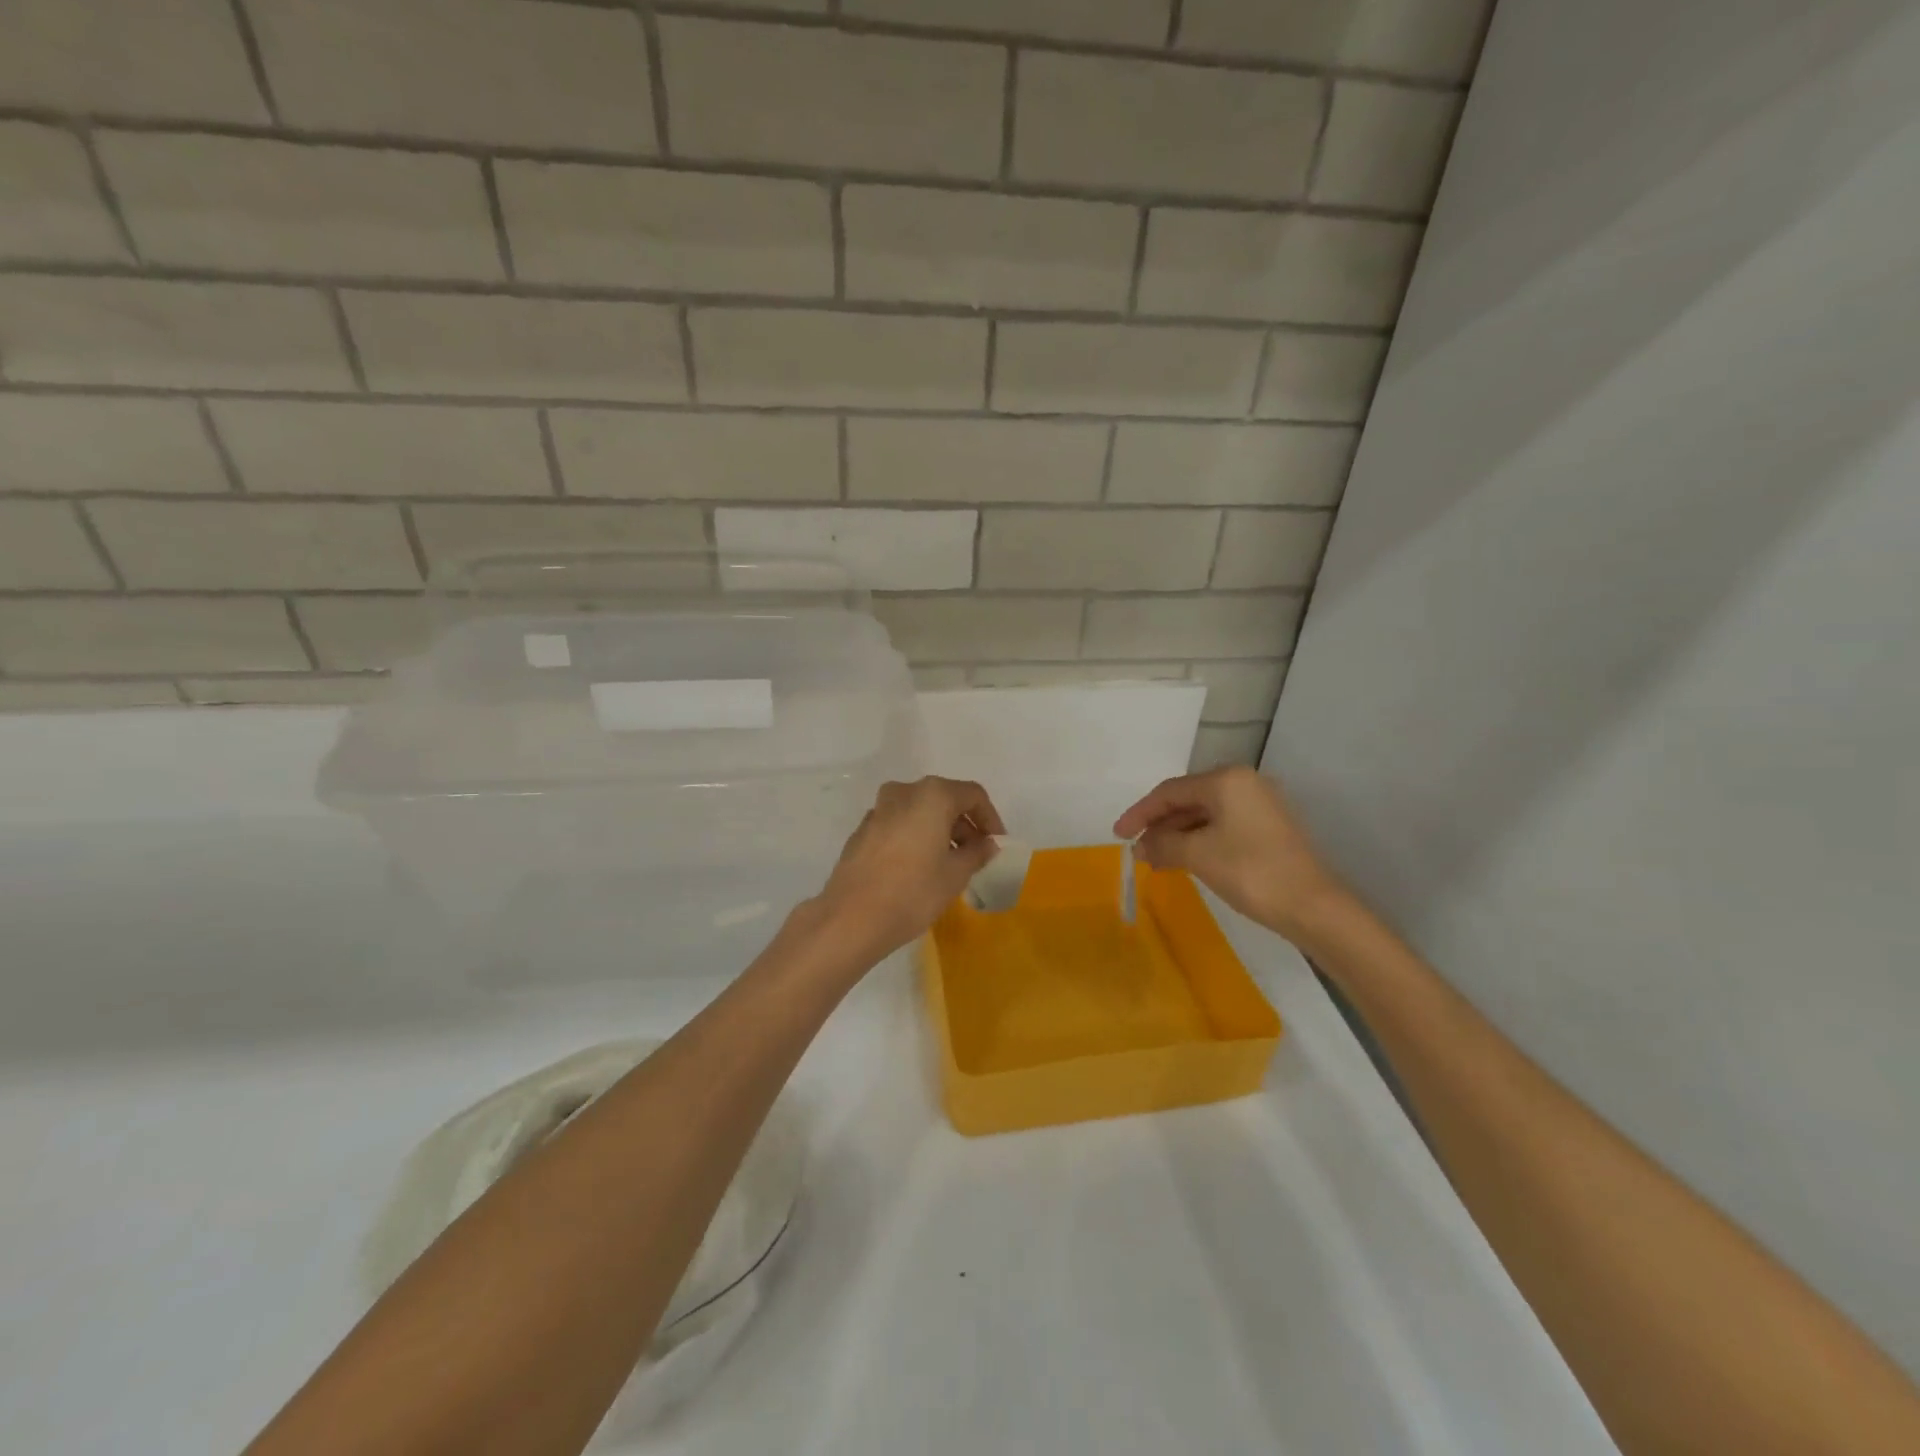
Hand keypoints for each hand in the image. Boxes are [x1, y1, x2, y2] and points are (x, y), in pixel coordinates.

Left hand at [809, 777, 1004, 964]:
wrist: (851, 918)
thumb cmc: (913, 892)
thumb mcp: (956, 874)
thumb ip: (977, 853)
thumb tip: (987, 843)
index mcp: (932, 795)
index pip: (973, 795)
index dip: (990, 818)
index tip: (997, 844)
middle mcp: (904, 792)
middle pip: (944, 800)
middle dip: (964, 825)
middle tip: (977, 855)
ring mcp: (878, 810)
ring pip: (920, 812)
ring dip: (940, 831)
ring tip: (950, 864)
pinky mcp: (862, 831)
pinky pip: (899, 825)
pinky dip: (916, 837)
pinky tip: (920, 867)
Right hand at [1114, 767, 1345, 940]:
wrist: (1314, 907)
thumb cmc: (1250, 872)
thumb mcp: (1197, 855)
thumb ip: (1162, 844)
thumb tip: (1139, 847)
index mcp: (1227, 780)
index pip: (1170, 791)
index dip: (1139, 813)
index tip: (1118, 835)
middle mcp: (1245, 783)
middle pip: (1188, 799)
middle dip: (1159, 825)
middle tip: (1138, 850)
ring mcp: (1261, 805)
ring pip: (1206, 814)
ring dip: (1178, 835)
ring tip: (1156, 860)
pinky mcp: (1270, 828)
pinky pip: (1223, 826)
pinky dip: (1200, 841)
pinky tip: (1185, 860)